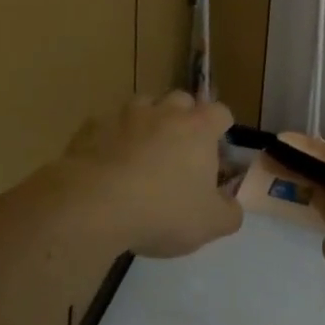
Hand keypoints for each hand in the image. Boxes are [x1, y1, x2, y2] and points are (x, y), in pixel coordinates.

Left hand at [53, 91, 241, 257]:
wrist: (94, 205)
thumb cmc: (163, 211)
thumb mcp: (209, 224)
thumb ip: (229, 213)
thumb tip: (232, 206)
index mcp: (198, 128)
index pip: (220, 112)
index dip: (220, 128)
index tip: (216, 148)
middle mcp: (164, 112)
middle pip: (181, 100)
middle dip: (183, 118)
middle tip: (180, 150)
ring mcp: (125, 115)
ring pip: (142, 106)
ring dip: (146, 123)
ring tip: (141, 153)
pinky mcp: (92, 127)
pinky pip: (107, 126)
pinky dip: (111, 139)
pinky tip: (107, 164)